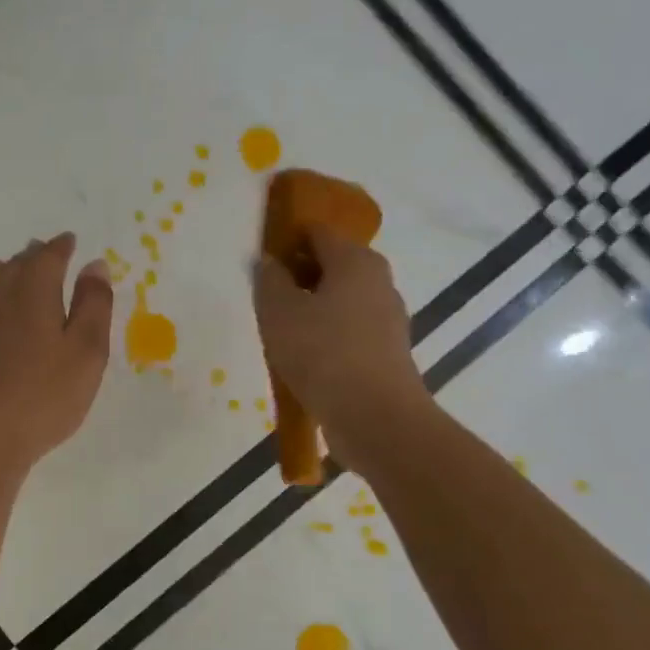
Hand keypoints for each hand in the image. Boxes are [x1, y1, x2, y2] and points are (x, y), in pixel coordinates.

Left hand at [0, 233, 114, 475]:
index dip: (61, 247)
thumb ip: (93, 304)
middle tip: (40, 250)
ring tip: (6, 270)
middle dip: (30, 257)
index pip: (48, 258)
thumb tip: (94, 264)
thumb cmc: (44, 395)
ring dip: (1, 277)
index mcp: (34, 294)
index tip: (69, 241)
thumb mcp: (87, 351)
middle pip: (14, 268)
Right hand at [253, 228, 433, 473]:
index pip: (317, 232)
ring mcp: (388, 319)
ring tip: (280, 335)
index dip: (287, 241)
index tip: (262, 263)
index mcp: (356, 260)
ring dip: (311, 311)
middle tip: (267, 301)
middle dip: (298, 278)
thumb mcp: (279, 310)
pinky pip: (349, 332)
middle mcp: (378, 282)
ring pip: (340, 301)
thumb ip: (269, 280)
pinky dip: (327, 338)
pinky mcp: (387, 353)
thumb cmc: (322, 352)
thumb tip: (270, 263)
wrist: (374, 417)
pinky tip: (304, 360)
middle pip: (331, 266)